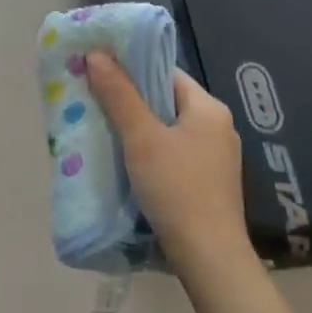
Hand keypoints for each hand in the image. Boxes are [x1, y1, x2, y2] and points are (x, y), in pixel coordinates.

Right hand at [87, 54, 247, 275]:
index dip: (132, 68)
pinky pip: (173, 152)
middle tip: (93, 97)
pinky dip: (149, 150)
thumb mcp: (141, 138)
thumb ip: (119, 94)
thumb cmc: (177, 189)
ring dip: (137, 126)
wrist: (209, 259)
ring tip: (102, 126)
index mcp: (209, 108)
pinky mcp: (207, 183)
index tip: (99, 70)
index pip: (165, 72)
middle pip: (166, 100)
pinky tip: (125, 159)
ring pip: (167, 128)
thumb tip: (96, 53)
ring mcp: (215, 157)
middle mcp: (217, 127)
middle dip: (130, 99)